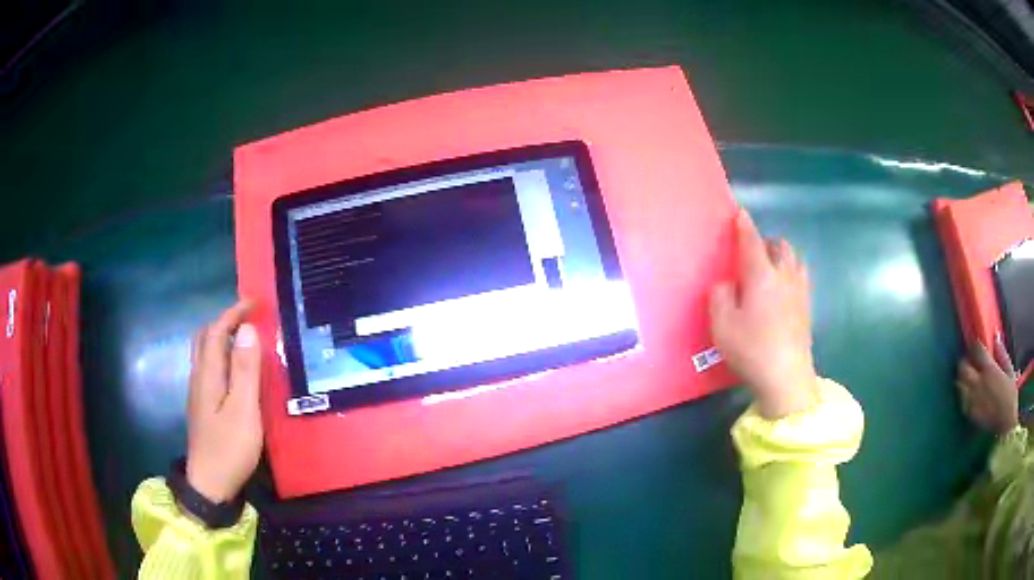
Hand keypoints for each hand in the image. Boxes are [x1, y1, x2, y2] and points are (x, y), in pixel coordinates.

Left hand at [186, 300, 263, 502]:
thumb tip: (248, 330)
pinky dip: (222, 355)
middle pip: (205, 337)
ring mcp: (198, 392)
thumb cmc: (229, 448)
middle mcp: (199, 377)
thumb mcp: (244, 410)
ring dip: (222, 337)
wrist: (210, 484)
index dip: (233, 313)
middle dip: (225, 320)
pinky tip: (236, 370)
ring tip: (246, 339)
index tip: (255, 302)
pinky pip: (209, 367)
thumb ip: (245, 371)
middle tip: (249, 318)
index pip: (216, 331)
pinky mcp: (202, 405)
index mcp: (208, 375)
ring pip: (205, 352)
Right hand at [710, 210, 818, 419]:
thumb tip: (726, 283)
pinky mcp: (807, 308)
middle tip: (753, 252)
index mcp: (761, 275)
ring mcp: (800, 292)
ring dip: (782, 256)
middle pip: (780, 246)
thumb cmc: (752, 349)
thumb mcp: (722, 326)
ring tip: (770, 268)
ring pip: (794, 259)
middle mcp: (784, 276)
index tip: (740, 213)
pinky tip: (784, 290)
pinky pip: (801, 277)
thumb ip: (720, 297)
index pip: (752, 242)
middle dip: (767, 242)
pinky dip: (791, 272)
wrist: (787, 377)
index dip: (744, 226)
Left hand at [956, 337, 1017, 434]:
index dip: (974, 345)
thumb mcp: (1009, 370)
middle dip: (965, 362)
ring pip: (959, 383)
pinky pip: (961, 400)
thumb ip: (1002, 354)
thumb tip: (995, 338)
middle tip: (969, 362)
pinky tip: (969, 393)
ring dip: (962, 378)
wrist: (1005, 424)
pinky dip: (963, 394)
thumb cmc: (1010, 396)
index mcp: (989, 370)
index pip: (977, 350)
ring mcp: (973, 399)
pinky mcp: (970, 413)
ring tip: (968, 377)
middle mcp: (979, 383)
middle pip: (963, 367)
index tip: (975, 344)